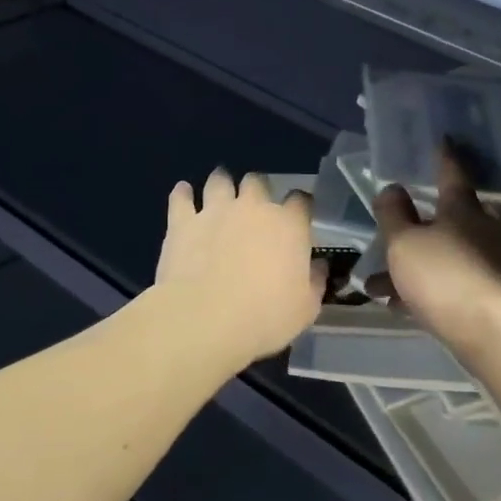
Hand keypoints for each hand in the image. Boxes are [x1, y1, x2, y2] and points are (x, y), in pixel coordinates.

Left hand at [154, 168, 324, 369]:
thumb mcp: (305, 309)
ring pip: (219, 180)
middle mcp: (253, 207)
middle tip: (255, 208)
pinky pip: (181, 197)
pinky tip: (184, 193)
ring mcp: (215, 210)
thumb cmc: (265, 317)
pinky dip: (183, 194)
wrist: (205, 320)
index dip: (300, 206)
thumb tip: (319, 267)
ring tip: (220, 192)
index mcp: (289, 225)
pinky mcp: (182, 222)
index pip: (301, 200)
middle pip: (258, 182)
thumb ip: (315, 282)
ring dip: (222, 183)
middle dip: (258, 190)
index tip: (298, 217)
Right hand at [374, 150, 500, 352]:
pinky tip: (396, 304)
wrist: (488, 331)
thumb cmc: (443, 275)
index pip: (451, 172)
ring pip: (438, 257)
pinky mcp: (483, 296)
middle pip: (441, 221)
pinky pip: (443, 285)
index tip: (441, 139)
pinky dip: (419, 290)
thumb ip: (394, 215)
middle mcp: (478, 231)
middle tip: (386, 229)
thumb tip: (391, 188)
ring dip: (407, 267)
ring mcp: (484, 265)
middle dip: (411, 227)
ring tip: (374, 284)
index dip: (441, 156)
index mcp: (462, 209)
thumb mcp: (404, 242)